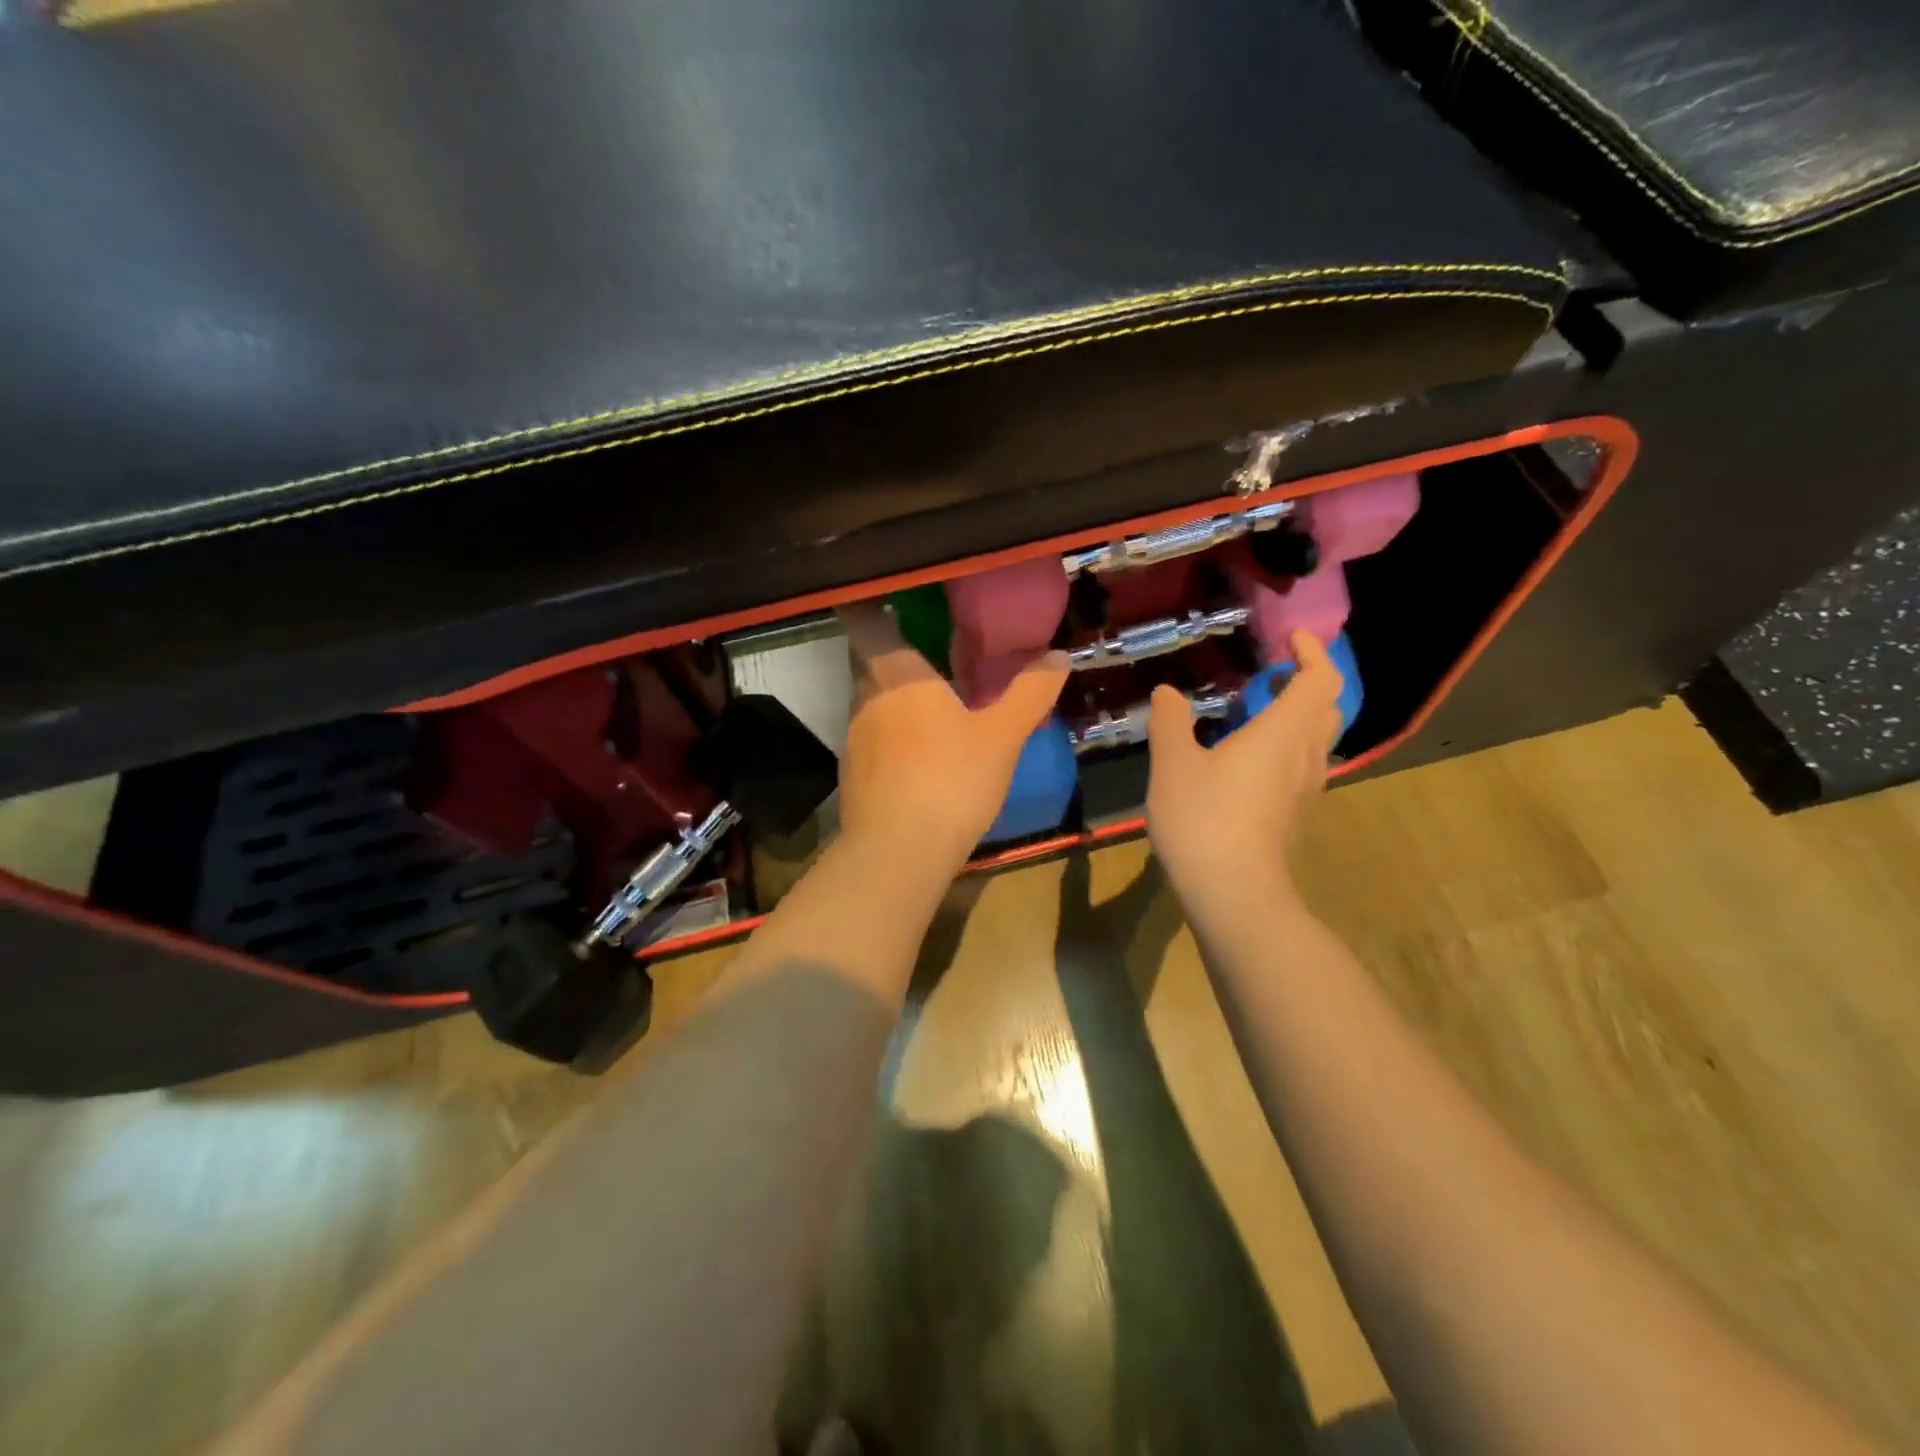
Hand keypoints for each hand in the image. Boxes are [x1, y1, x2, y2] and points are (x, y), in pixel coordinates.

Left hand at [836, 602, 1068, 869]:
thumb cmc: (951, 780)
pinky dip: (890, 737)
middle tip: (929, 652)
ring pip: (870, 703)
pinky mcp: (852, 774)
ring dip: (894, 699)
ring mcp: (853, 738)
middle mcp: (866, 698)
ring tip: (930, 705)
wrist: (898, 852)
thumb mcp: (1002, 736)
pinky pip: (871, 740)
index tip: (883, 593)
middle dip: (893, 655)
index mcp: (897, 676)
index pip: (866, 622)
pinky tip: (917, 756)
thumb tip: (1060, 655)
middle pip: (869, 662)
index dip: (868, 604)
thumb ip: (1030, 693)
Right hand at [1145, 630, 1343, 909]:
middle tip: (1268, 673)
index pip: (1319, 678)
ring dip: (1296, 714)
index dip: (1311, 652)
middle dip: (1304, 681)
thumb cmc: (1203, 819)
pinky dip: (1287, 745)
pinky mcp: (1295, 813)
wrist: (1232, 892)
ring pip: (1317, 738)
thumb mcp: (1173, 764)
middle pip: (1326, 706)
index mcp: (1282, 732)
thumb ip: (1171, 722)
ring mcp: (1305, 788)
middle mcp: (1305, 755)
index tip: (1288, 638)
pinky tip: (1248, 758)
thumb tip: (1167, 693)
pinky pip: (1303, 764)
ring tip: (1254, 712)